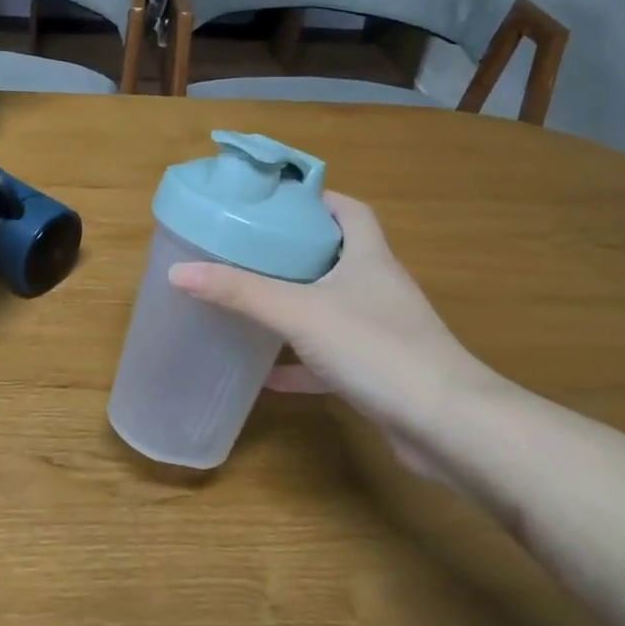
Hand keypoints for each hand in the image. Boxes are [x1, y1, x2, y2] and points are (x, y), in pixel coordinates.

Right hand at [168, 193, 501, 479]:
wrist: (446, 426)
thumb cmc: (375, 348)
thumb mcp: (299, 312)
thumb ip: (240, 291)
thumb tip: (179, 270)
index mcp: (367, 256)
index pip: (348, 210)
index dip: (316, 199)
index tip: (275, 202)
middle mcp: (377, 287)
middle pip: (336, 256)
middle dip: (294, 252)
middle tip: (248, 249)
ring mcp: (379, 331)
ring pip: (331, 307)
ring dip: (295, 305)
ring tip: (251, 301)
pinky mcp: (376, 371)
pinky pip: (329, 357)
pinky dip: (299, 363)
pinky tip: (266, 375)